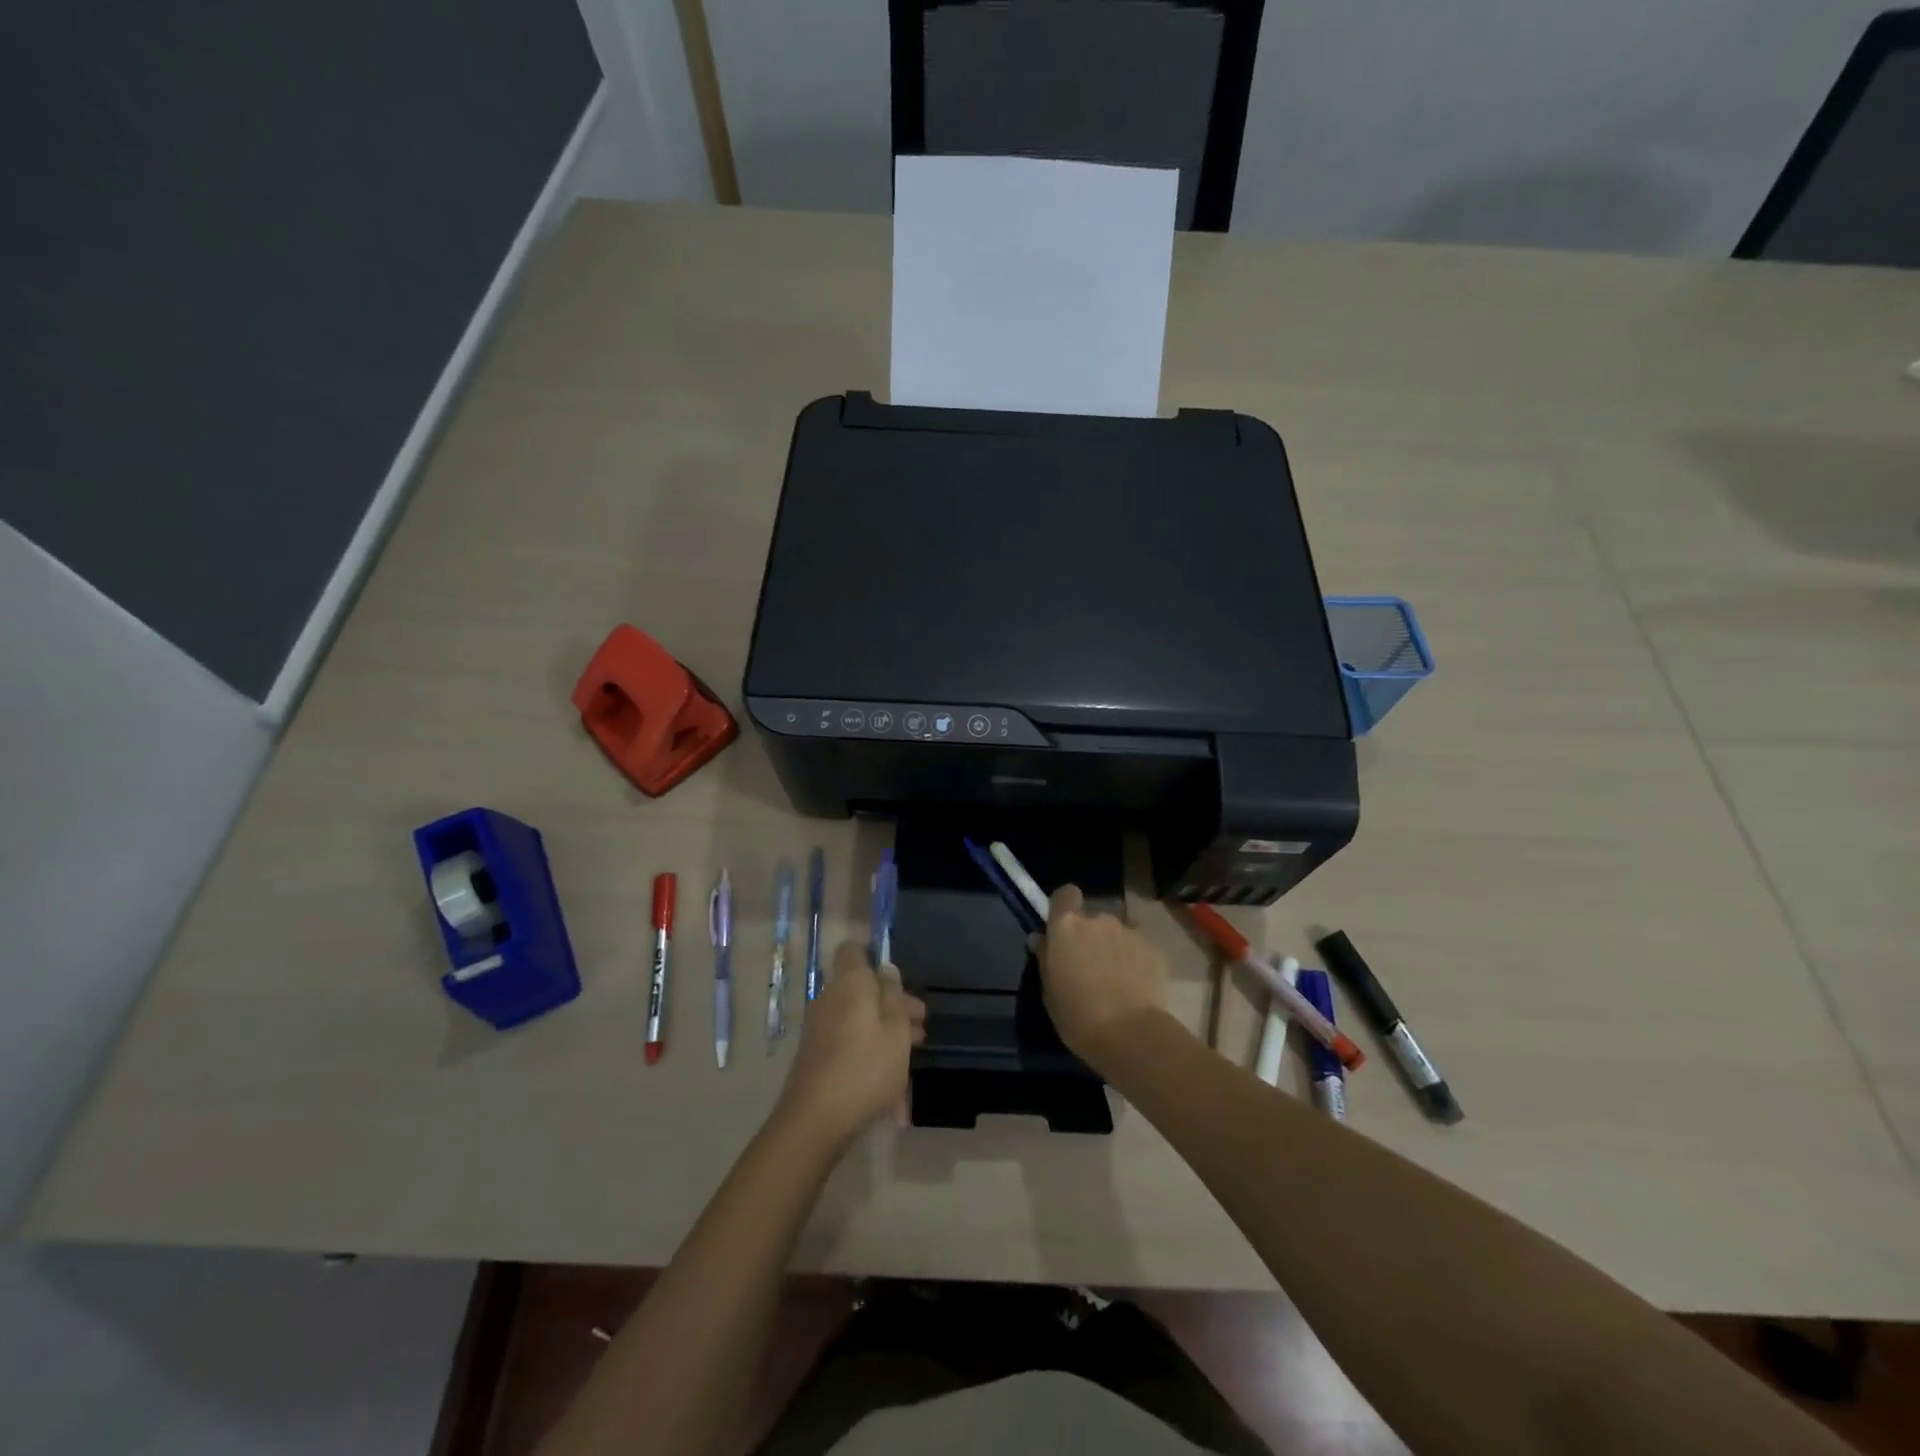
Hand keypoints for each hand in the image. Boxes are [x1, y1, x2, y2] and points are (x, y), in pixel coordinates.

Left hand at [776, 942, 925, 1147]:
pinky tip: (890, 1090)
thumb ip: (894, 995)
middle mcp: (829, 999)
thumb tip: (886, 967)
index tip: (897, 980)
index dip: (873, 957)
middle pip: (862, 990)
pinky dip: (869, 1056)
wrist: (815, 1121)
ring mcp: (819, 1029)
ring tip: (911, 1062)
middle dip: (892, 1006)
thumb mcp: (896, 1029)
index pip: (853, 950)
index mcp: (850, 983)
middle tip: (920, 1030)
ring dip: (884, 1034)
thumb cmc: (866, 1067)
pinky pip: (848, 1045)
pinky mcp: (815, 1058)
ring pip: (858, 1020)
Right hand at [1034, 884, 1167, 1065]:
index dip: (1065, 906)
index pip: (1065, 894)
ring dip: (1115, 948)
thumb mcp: (1049, 992)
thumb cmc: (1078, 1016)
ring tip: (1117, 979)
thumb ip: (1045, 958)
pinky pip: (1139, 947)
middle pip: (1092, 918)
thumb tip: (1041, 939)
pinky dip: (1137, 960)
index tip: (1064, 928)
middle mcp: (1099, 919)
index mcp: (1067, 926)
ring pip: (1118, 933)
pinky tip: (1137, 986)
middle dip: (1091, 936)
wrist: (1130, 1035)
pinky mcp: (1155, 948)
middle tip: (1091, 966)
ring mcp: (1129, 931)